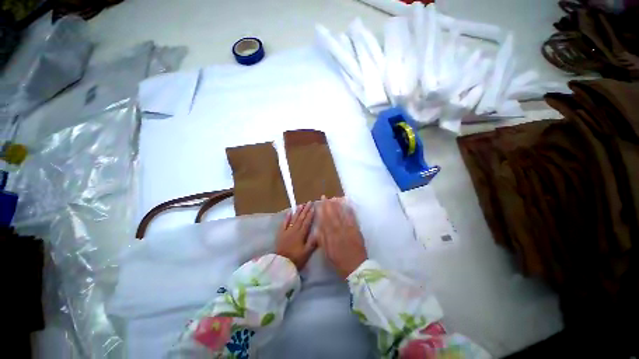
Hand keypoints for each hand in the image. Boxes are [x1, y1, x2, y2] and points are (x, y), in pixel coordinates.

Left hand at [275, 202, 317, 270]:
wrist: (281, 263)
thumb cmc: (296, 258)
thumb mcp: (306, 252)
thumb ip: (312, 242)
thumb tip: (319, 232)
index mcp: (301, 234)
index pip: (307, 222)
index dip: (310, 214)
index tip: (313, 207)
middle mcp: (294, 230)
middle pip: (301, 218)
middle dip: (305, 209)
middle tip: (308, 202)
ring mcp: (287, 231)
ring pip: (293, 219)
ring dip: (297, 211)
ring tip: (301, 205)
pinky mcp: (281, 233)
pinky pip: (284, 223)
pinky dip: (287, 217)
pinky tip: (289, 212)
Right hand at [314, 197, 366, 278]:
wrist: (356, 267)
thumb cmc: (339, 261)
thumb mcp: (327, 253)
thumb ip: (322, 240)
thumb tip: (318, 228)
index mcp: (330, 236)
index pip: (325, 220)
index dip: (322, 210)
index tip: (319, 203)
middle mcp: (338, 230)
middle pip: (332, 215)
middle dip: (328, 205)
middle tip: (325, 197)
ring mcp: (348, 229)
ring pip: (341, 215)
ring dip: (337, 205)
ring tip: (334, 198)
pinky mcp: (356, 230)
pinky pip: (352, 218)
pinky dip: (349, 211)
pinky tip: (347, 205)